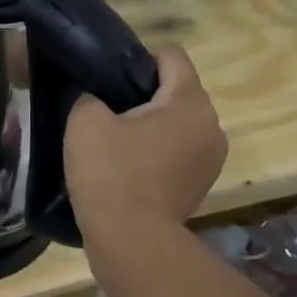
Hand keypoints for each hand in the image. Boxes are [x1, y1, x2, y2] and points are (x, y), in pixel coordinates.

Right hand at [65, 45, 226, 232]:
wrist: (131, 241)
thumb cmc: (110, 174)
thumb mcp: (84, 121)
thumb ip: (90, 94)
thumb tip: (96, 96)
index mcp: (189, 101)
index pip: (170, 54)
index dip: (137, 55)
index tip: (108, 75)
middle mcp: (212, 124)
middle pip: (177, 89)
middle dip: (143, 92)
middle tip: (106, 108)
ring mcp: (212, 157)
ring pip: (179, 121)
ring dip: (152, 123)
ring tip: (116, 140)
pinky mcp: (203, 183)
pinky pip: (180, 149)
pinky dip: (158, 149)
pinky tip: (130, 165)